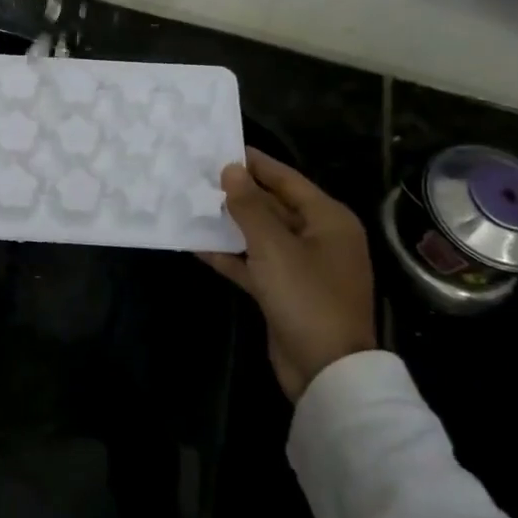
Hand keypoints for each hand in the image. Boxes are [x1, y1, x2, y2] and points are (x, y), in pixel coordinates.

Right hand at [197, 149, 375, 400]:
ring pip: (260, 234)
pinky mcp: (283, 291)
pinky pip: (253, 263)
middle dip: (237, 192)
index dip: (255, 164)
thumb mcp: (274, 246)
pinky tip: (195, 244)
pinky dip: (229, 254)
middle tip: (197, 174)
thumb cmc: (307, 296)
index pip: (286, 179)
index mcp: (327, 220)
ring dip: (229, 223)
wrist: (326, 370)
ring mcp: (301, 266)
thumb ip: (250, 206)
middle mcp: (318, 238)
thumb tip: (231, 170)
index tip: (220, 147)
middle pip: (273, 205)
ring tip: (190, 203)